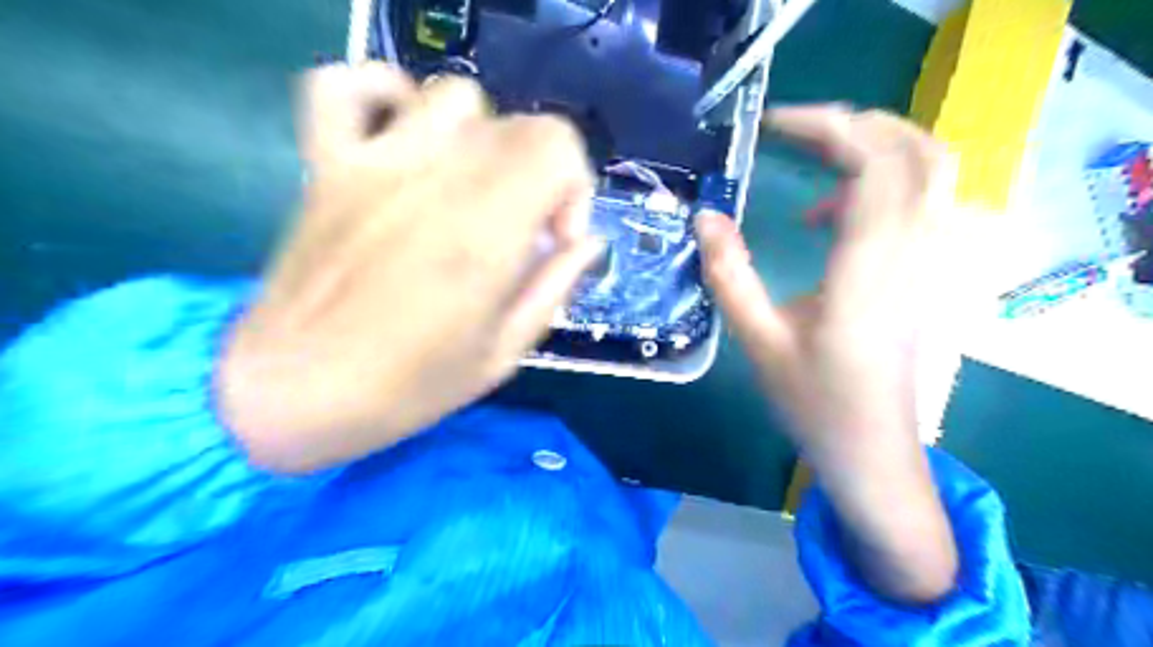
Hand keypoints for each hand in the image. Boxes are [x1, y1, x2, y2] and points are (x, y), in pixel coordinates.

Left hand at [212, 63, 602, 470]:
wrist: (294, 394)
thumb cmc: (408, 387)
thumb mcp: (503, 354)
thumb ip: (554, 288)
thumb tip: (586, 243)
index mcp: (485, 231)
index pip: (558, 146)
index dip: (575, 187)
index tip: (555, 238)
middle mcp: (436, 180)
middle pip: (517, 124)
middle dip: (541, 172)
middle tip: (521, 226)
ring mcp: (373, 163)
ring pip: (453, 96)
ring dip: (480, 136)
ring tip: (469, 186)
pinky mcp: (325, 164)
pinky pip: (345, 87)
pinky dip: (381, 93)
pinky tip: (400, 135)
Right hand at [697, 104, 961, 604]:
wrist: (872, 451)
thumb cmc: (814, 403)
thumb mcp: (757, 341)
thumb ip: (729, 275)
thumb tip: (704, 217)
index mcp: (869, 269)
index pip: (874, 164)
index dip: (828, 127)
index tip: (772, 125)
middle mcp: (915, 254)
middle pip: (917, 151)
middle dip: (856, 125)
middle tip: (796, 132)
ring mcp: (931, 263)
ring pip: (931, 171)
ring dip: (875, 148)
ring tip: (815, 161)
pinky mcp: (928, 274)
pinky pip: (922, 202)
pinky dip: (880, 185)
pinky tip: (829, 216)